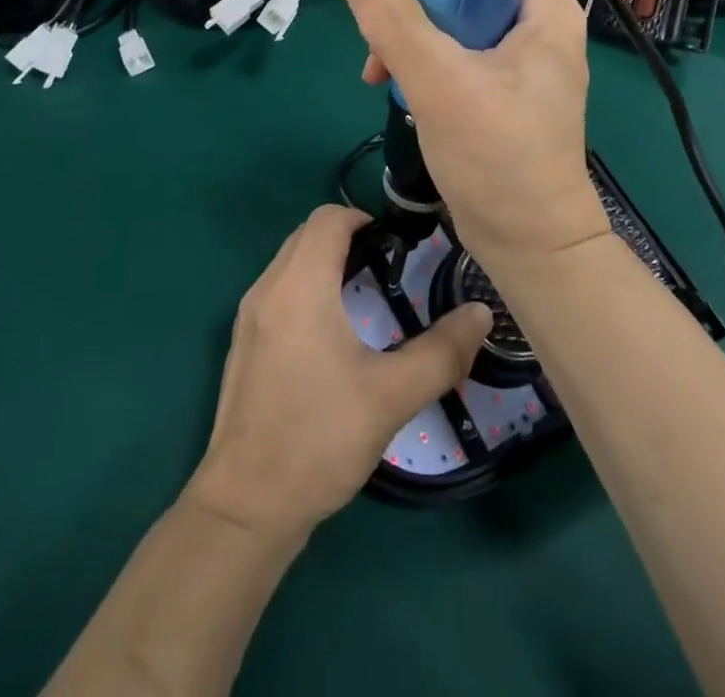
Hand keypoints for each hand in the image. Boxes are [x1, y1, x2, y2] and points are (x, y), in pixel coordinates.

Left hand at [186, 205, 492, 540]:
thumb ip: (441, 352)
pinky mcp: (243, 342)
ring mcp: (248, 315)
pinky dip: (306, 285)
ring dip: (325, 261)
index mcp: (299, 287)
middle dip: (347, 236)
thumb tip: (481, 314)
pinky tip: (333, 331)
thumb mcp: (391, 396)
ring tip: (366, 294)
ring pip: (290, 260)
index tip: (397, 245)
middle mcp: (267, 288)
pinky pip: (278, 288)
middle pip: (306, 233)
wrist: (245, 507)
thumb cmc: (319, 438)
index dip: (364, 218)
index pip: (327, 218)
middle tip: (388, 266)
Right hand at [336, 0, 609, 265]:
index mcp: (547, 13)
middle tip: (387, 13)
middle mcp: (539, 29)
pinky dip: (423, 60)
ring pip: (459, 17)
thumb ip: (395, 22)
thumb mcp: (441, 83)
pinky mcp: (500, 91)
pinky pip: (456, 53)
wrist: (528, 245)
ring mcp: (519, 62)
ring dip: (413, 30)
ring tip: (377, 63)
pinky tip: (390, 84)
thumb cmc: (498, 158)